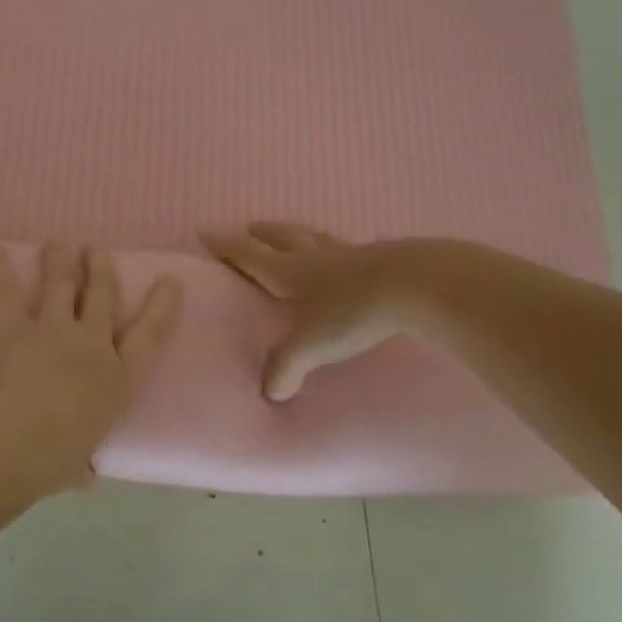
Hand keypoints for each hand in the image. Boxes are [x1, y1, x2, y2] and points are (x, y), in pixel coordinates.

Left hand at [0, 243, 183, 489]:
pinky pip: (6, 293)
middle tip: (96, 249)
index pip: (149, 335)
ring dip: (59, 260)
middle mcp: (90, 345)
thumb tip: (84, 477)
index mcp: (116, 379)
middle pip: (101, 296)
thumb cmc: (54, 459)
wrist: (14, 439)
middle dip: (100, 269)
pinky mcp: (14, 327)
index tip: (170, 280)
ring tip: (57, 243)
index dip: (162, 305)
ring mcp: (53, 330)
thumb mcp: (78, 465)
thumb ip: (82, 464)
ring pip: (60, 284)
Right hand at [201, 223, 414, 401]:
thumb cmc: (353, 311)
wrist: (416, 285)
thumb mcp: (313, 345)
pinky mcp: (380, 255)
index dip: (225, 245)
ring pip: (313, 237)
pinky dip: (335, 248)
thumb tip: (270, 392)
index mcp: (289, 272)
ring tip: (291, 236)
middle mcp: (314, 256)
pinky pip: (348, 247)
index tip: (205, 232)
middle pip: (280, 236)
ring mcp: (349, 252)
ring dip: (296, 235)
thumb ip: (287, 367)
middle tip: (247, 229)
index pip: (248, 254)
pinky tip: (346, 255)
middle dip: (260, 233)